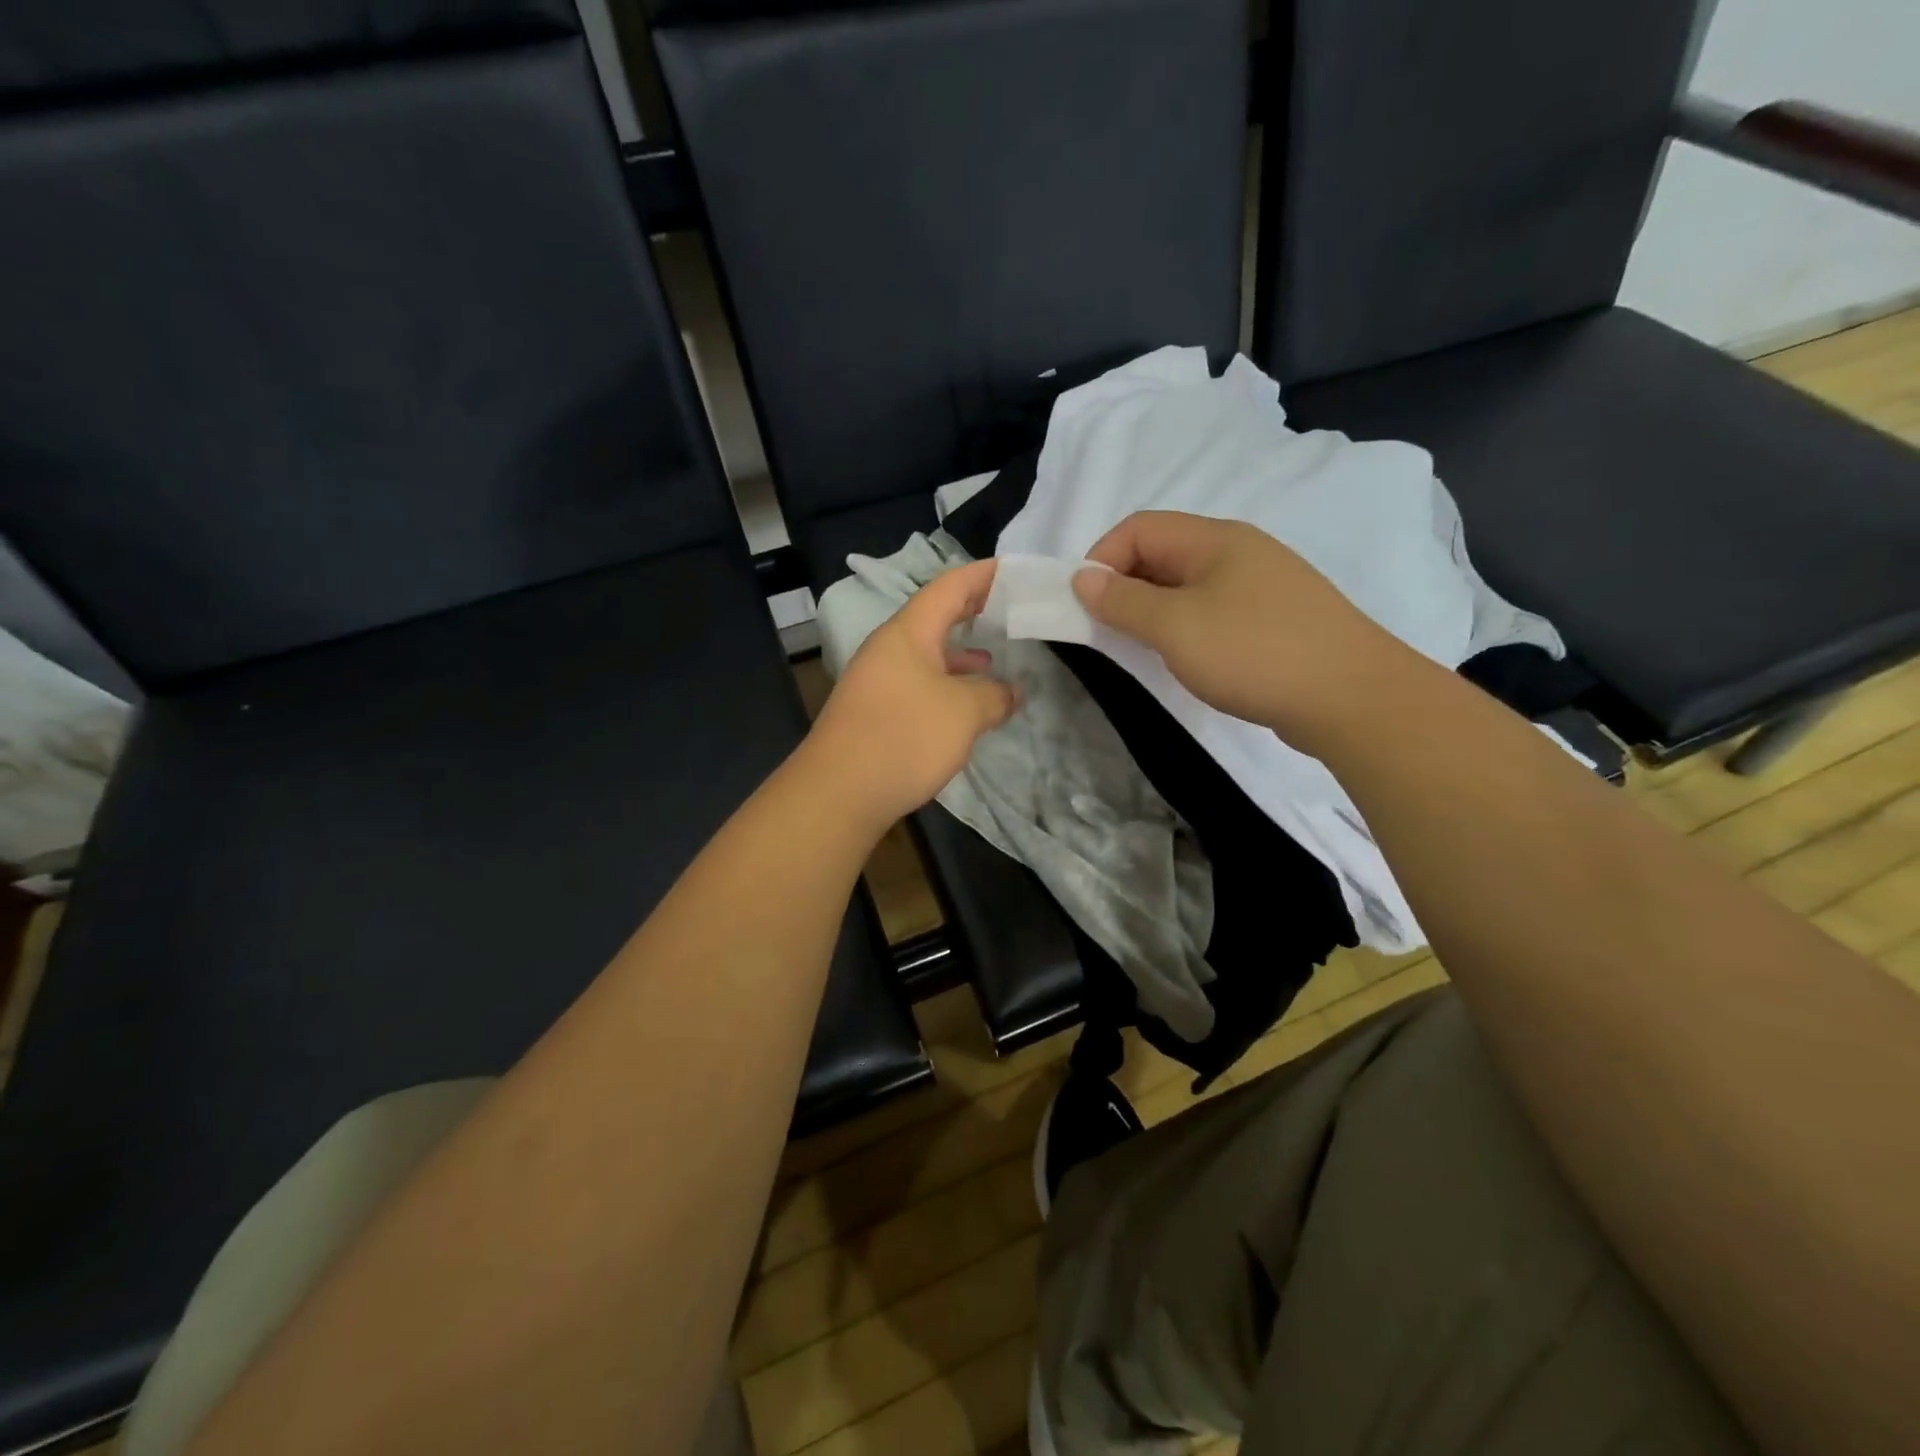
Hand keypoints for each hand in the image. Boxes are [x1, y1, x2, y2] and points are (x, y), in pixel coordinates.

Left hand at [805, 558, 1017, 830]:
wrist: (838, 792)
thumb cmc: (904, 737)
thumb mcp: (964, 713)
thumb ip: (993, 695)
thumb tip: (1011, 691)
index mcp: (908, 632)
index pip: (950, 586)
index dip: (984, 575)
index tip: (1016, 571)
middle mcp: (888, 648)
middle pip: (935, 617)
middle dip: (973, 611)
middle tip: (1010, 609)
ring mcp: (878, 680)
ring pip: (926, 654)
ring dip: (960, 653)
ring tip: (995, 658)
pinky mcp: (875, 711)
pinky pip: (918, 683)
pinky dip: (946, 685)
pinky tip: (965, 705)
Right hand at [1073, 511, 1413, 743]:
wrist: (1352, 697)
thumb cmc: (1254, 652)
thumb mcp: (1175, 626)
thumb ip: (1123, 601)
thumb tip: (1082, 578)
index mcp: (1214, 539)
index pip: (1139, 528)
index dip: (1101, 559)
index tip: (1084, 605)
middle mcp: (1239, 551)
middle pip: (1164, 552)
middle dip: (1126, 585)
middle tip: (1107, 630)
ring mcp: (1263, 585)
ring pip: (1188, 584)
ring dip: (1154, 609)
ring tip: (1142, 647)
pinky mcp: (1276, 619)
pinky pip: (1214, 609)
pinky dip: (1186, 626)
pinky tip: (1188, 658)